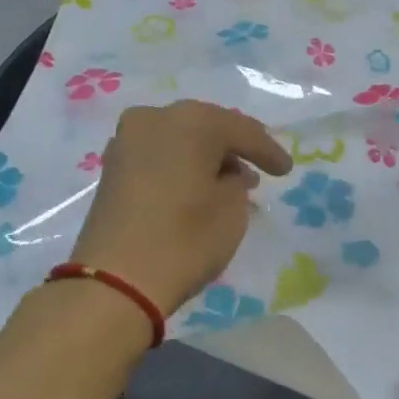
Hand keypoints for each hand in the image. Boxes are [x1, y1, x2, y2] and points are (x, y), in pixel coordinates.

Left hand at [71, 101, 292, 314]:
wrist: (116, 281)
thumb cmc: (185, 240)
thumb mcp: (231, 211)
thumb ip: (237, 183)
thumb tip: (228, 175)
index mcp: (190, 121)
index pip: (241, 130)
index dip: (268, 150)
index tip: (286, 170)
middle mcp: (154, 118)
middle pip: (205, 127)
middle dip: (232, 149)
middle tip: (257, 170)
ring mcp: (126, 142)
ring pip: (178, 141)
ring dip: (204, 158)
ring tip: (228, 183)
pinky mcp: (112, 169)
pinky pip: (158, 157)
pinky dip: (180, 167)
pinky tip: (195, 188)